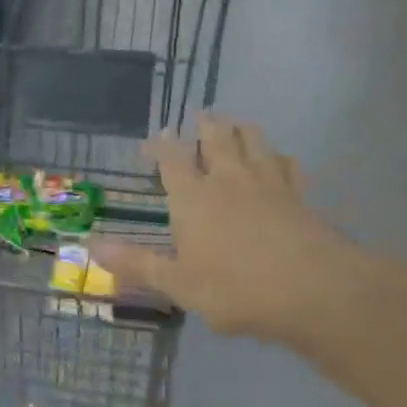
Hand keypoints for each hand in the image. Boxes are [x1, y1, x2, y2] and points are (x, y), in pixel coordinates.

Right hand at [90, 114, 369, 342]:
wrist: (315, 291)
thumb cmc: (236, 289)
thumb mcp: (179, 283)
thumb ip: (137, 263)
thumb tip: (92, 246)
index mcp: (193, 198)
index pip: (172, 159)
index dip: (162, 145)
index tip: (155, 137)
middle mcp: (227, 180)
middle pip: (216, 140)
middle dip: (206, 126)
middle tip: (201, 115)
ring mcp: (267, 184)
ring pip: (254, 142)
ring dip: (242, 130)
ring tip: (236, 123)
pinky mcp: (299, 196)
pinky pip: (289, 166)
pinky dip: (281, 158)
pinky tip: (281, 159)